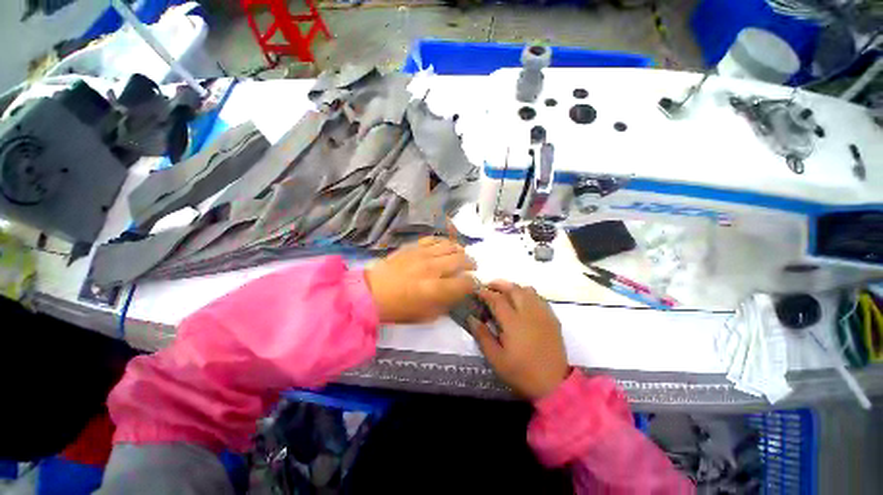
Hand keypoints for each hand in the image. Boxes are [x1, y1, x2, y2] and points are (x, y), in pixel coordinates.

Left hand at [365, 237, 476, 323]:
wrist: (371, 293)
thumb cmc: (398, 309)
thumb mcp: (426, 316)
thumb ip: (446, 303)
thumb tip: (458, 292)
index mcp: (436, 289)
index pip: (465, 282)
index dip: (473, 283)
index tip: (473, 284)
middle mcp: (432, 268)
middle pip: (461, 259)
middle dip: (471, 264)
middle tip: (471, 267)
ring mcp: (422, 254)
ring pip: (450, 246)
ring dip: (460, 251)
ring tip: (461, 255)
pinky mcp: (413, 247)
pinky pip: (434, 239)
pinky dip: (443, 242)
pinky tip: (445, 247)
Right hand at [470, 281, 568, 400]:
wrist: (554, 384)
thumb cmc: (522, 372)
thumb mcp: (496, 359)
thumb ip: (482, 336)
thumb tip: (471, 318)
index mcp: (513, 322)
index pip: (497, 299)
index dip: (485, 293)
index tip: (477, 291)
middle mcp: (528, 312)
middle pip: (513, 288)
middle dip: (499, 284)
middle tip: (489, 287)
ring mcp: (542, 314)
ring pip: (528, 290)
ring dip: (514, 287)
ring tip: (505, 293)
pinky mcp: (552, 318)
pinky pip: (539, 297)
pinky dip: (528, 294)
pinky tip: (523, 302)